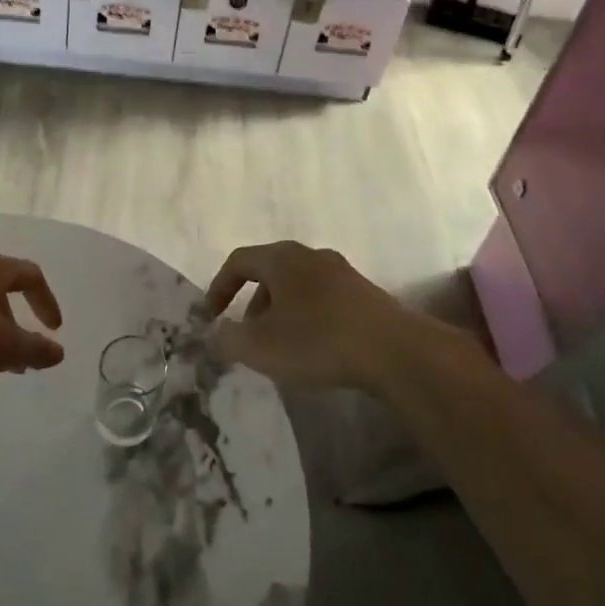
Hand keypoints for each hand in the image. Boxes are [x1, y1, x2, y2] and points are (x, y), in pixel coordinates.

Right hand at [204, 241, 455, 391]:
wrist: (394, 350)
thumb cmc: (317, 340)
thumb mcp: (260, 347)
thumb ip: (227, 339)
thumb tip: (213, 334)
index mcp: (281, 258)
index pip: (238, 261)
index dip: (219, 287)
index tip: (210, 317)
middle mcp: (310, 255)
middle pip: (269, 272)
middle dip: (252, 304)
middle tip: (248, 337)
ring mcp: (341, 272)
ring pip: (297, 287)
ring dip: (280, 313)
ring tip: (281, 349)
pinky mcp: (364, 294)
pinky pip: (322, 300)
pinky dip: (308, 318)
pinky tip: (315, 350)